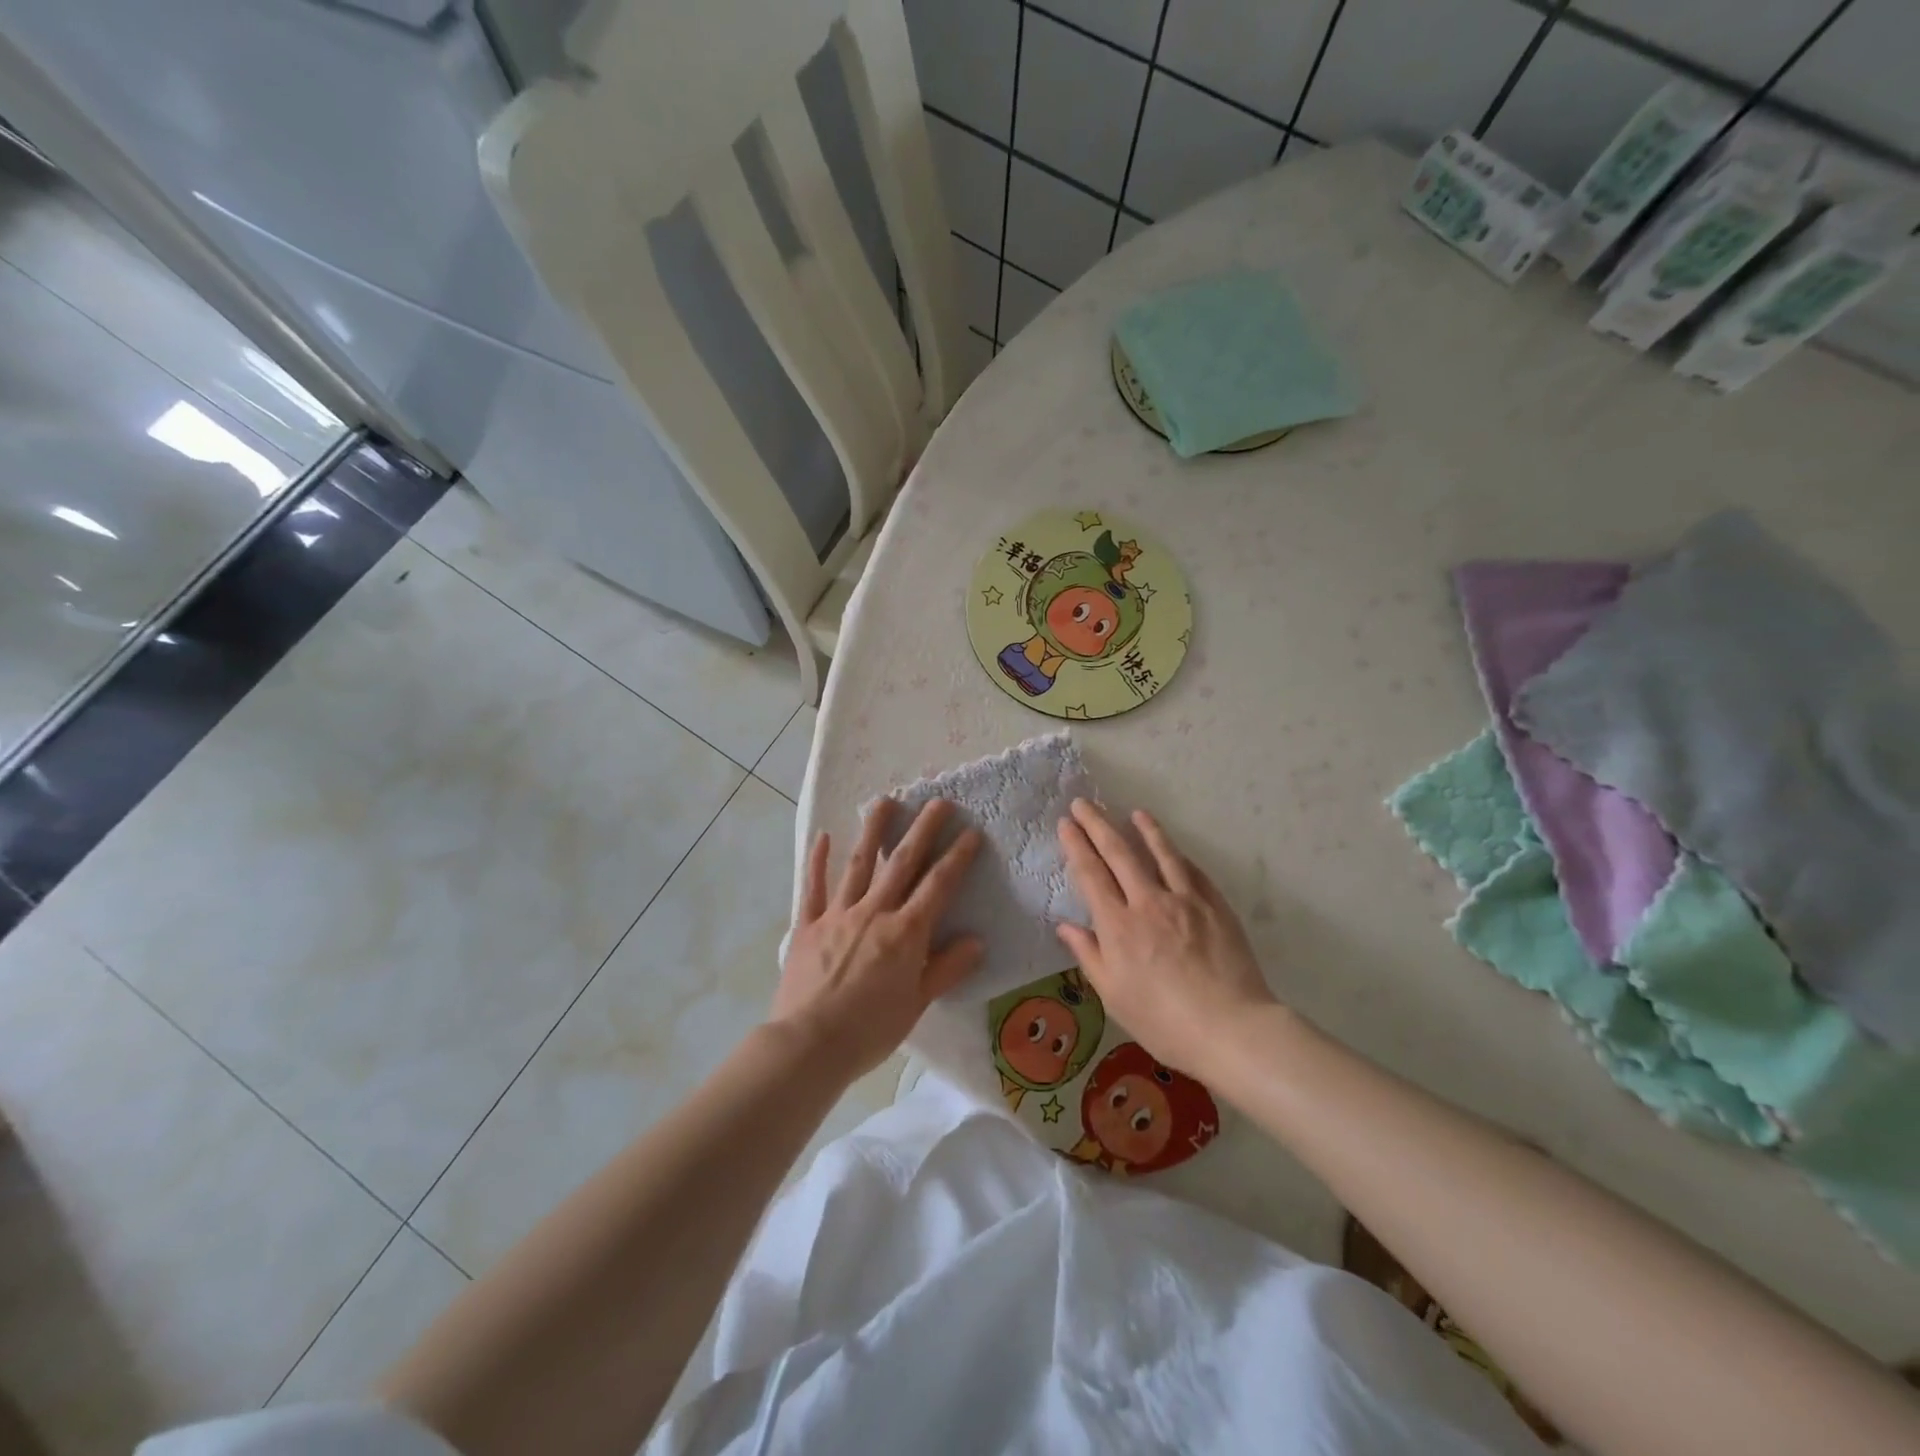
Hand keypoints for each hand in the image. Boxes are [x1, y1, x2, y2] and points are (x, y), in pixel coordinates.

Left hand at [772, 798, 983, 1079]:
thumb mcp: (917, 1003)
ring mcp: (838, 914)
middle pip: (901, 863)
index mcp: (905, 932)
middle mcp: (874, 912)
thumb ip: (947, 968)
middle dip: (922, 830)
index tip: (971, 832)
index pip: (938, 886)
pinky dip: (818, 861)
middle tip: (937, 801)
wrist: (809, 1044)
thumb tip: (976, 941)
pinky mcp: (808, 924)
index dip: (957, 857)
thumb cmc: (870, 1029)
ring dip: (872, 831)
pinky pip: (814, 887)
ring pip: (859, 864)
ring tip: (883, 801)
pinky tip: (823, 836)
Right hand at [1055, 799, 1275, 1076]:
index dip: (1076, 845)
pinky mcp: (1215, 905)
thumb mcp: (1114, 995)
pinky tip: (1174, 850)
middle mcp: (1148, 902)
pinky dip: (1178, 856)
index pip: (1091, 874)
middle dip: (1098, 825)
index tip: (1066, 824)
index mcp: (1118, 926)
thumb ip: (1089, 955)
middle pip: (1119, 853)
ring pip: (1161, 853)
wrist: (1231, 1029)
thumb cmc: (1163, 1022)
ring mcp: (1185, 900)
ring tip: (1135, 812)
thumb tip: (1065, 925)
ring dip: (1145, 829)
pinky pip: (1192, 871)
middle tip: (1084, 804)